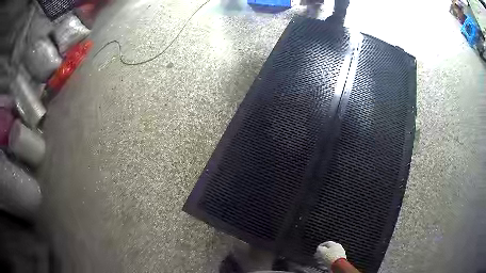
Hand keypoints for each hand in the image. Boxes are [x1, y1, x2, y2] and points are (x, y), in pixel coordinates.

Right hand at [314, 241, 346, 267]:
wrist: (338, 265)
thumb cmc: (331, 257)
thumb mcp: (322, 251)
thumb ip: (319, 248)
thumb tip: (319, 248)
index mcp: (335, 244)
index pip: (326, 243)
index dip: (320, 246)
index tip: (317, 250)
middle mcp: (338, 248)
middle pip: (328, 250)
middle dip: (322, 254)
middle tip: (317, 257)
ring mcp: (340, 254)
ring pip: (330, 256)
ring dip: (324, 259)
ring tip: (319, 262)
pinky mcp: (339, 261)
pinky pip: (332, 261)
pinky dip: (327, 262)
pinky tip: (323, 265)